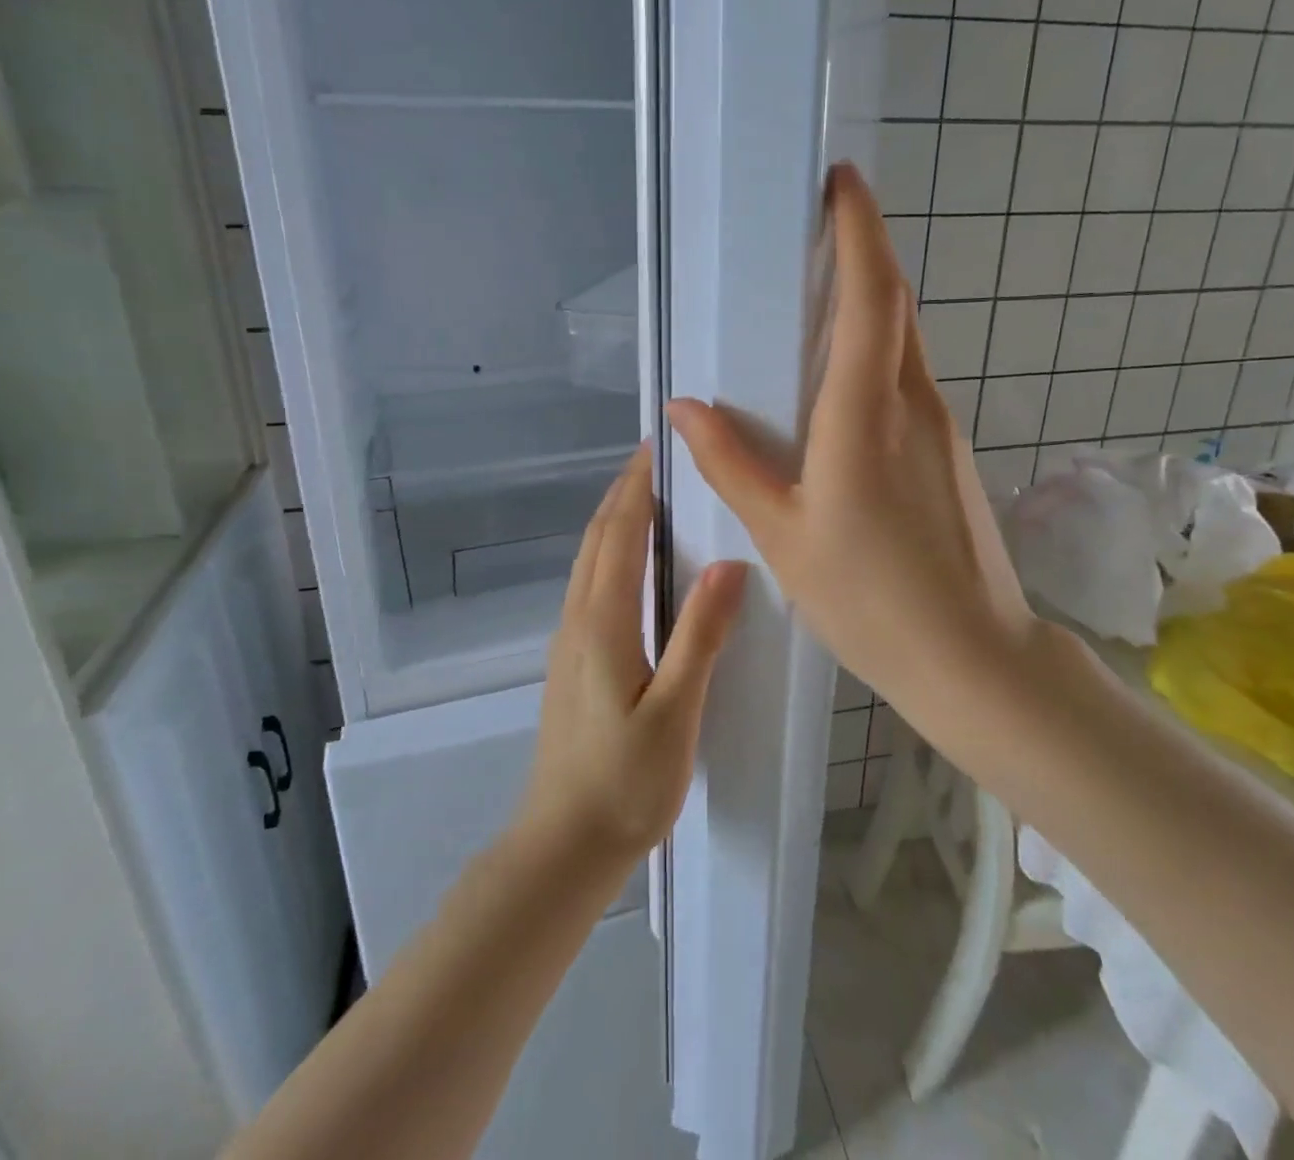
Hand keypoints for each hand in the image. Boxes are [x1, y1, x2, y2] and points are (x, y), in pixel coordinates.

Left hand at [519, 446, 747, 872]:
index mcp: (603, 623)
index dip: (637, 489)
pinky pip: (589, 585)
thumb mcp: (675, 712)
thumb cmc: (625, 783)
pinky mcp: (571, 662)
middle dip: (624, 494)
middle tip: (657, 460)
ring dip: (613, 520)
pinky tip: (631, 564)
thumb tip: (730, 564)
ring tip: (647, 497)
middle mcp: (579, 620)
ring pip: (589, 561)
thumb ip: (700, 637)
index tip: (657, 448)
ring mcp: (568, 642)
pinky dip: (609, 552)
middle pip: (598, 539)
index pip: (620, 535)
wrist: (563, 844)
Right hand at [667, 165, 1033, 712]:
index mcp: (866, 415)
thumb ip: (732, 464)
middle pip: (892, 305)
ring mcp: (940, 425)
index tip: (840, 182)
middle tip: (811, 230)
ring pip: (903, 341)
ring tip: (813, 298)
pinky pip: (907, 378)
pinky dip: (875, 352)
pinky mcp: (950, 449)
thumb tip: (683, 406)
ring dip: (867, 304)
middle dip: (860, 253)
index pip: (870, 298)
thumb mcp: (783, 535)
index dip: (859, 231)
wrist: (972, 654)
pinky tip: (839, 381)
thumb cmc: (869, 600)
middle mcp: (913, 403)